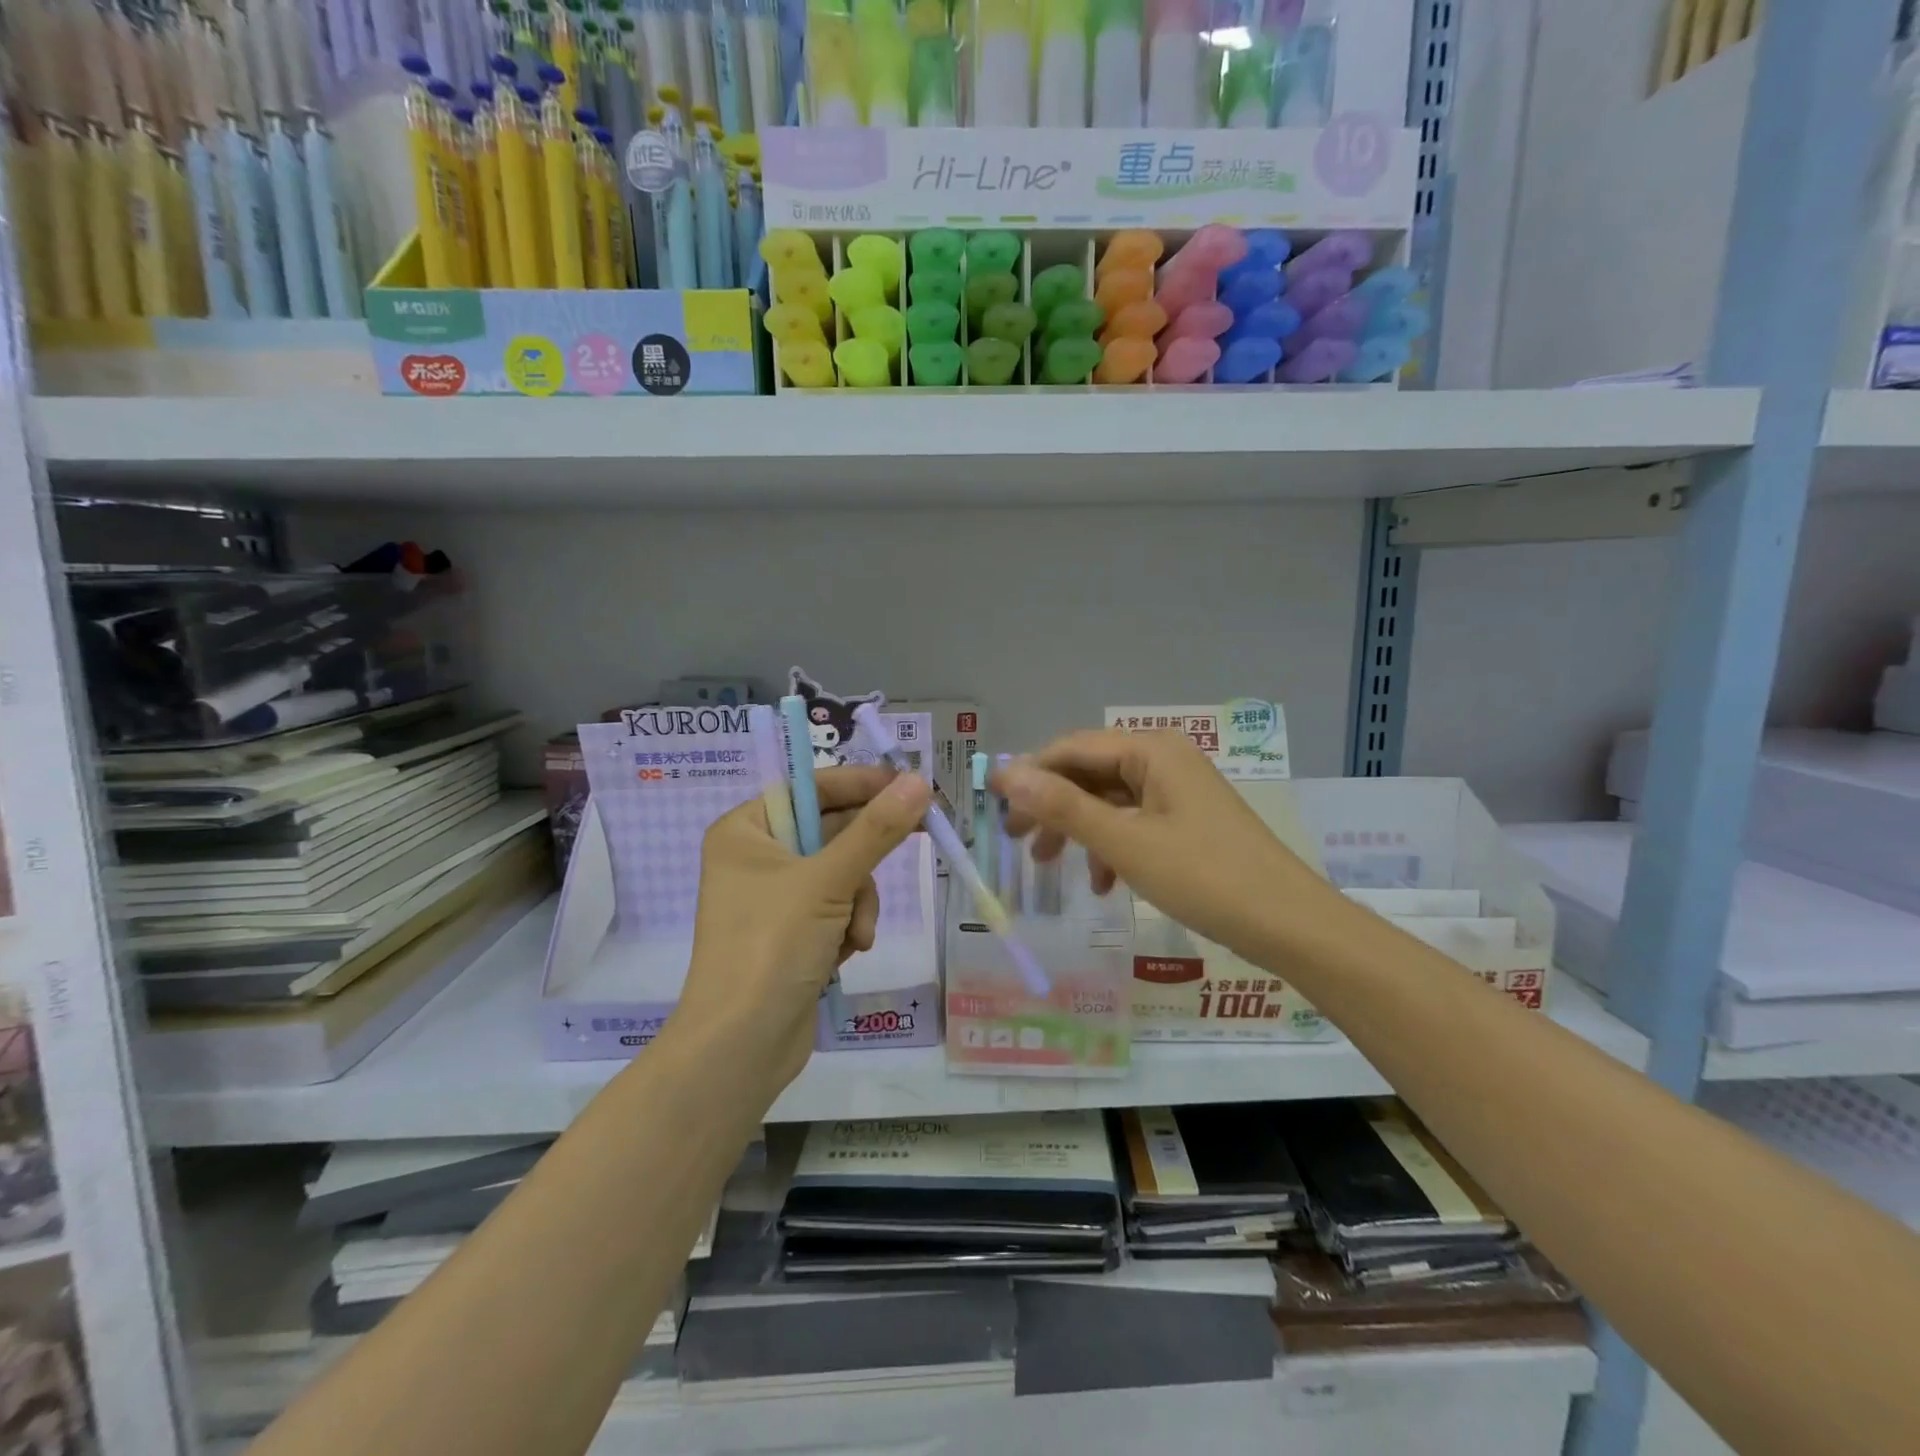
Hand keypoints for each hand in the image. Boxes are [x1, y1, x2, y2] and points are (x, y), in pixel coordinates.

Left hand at [675, 766, 931, 1096]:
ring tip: (856, 933)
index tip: (909, 785)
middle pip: (830, 832)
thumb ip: (877, 830)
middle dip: (863, 859)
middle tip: (920, 834)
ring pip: (842, 874)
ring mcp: (773, 897)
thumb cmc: (772, 946)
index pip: (811, 788)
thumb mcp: (829, 881)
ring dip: (859, 901)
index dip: (862, 784)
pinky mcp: (790, 932)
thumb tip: (918, 781)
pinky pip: (836, 908)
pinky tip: (846, 952)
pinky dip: (849, 925)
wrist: (740, 1046)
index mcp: (746, 830)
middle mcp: (756, 857)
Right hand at [994, 730, 1325, 966]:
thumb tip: (1006, 775)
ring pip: (1109, 801)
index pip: (1071, 748)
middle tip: (1015, 840)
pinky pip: (1134, 823)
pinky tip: (1103, 884)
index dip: (1029, 774)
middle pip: (1089, 773)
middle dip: (1050, 806)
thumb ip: (1063, 807)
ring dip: (1077, 830)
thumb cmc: (1204, 877)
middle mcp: (1163, 760)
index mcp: (1150, 751)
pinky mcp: (1187, 822)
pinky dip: (1110, 847)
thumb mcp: (1124, 842)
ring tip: (1049, 865)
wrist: (1290, 925)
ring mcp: (1178, 792)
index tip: (993, 807)